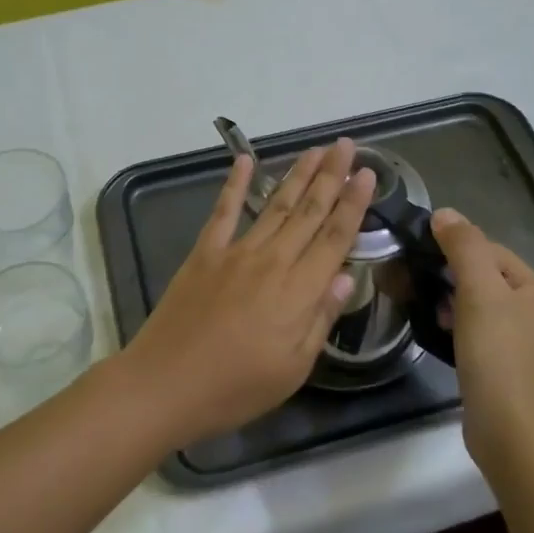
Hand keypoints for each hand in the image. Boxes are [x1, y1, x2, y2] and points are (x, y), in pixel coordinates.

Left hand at [119, 139, 376, 443]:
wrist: (166, 384)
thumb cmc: (236, 387)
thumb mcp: (294, 367)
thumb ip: (321, 318)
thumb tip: (347, 276)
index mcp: (300, 290)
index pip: (335, 237)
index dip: (354, 204)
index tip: (367, 174)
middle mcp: (272, 260)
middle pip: (309, 211)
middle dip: (331, 176)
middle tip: (346, 145)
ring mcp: (235, 252)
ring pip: (274, 204)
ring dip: (297, 175)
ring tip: (315, 150)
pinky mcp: (204, 253)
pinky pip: (223, 211)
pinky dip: (234, 183)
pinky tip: (244, 160)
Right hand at [431, 208, 533, 466]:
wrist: (508, 429)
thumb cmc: (496, 354)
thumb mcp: (479, 292)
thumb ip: (464, 248)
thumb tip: (445, 213)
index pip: (490, 249)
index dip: (455, 246)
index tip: (419, 252)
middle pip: (484, 275)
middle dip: (449, 273)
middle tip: (415, 279)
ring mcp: (520, 340)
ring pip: (477, 303)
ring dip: (449, 299)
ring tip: (423, 304)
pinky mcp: (503, 364)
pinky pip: (476, 329)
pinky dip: (455, 324)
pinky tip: (437, 330)